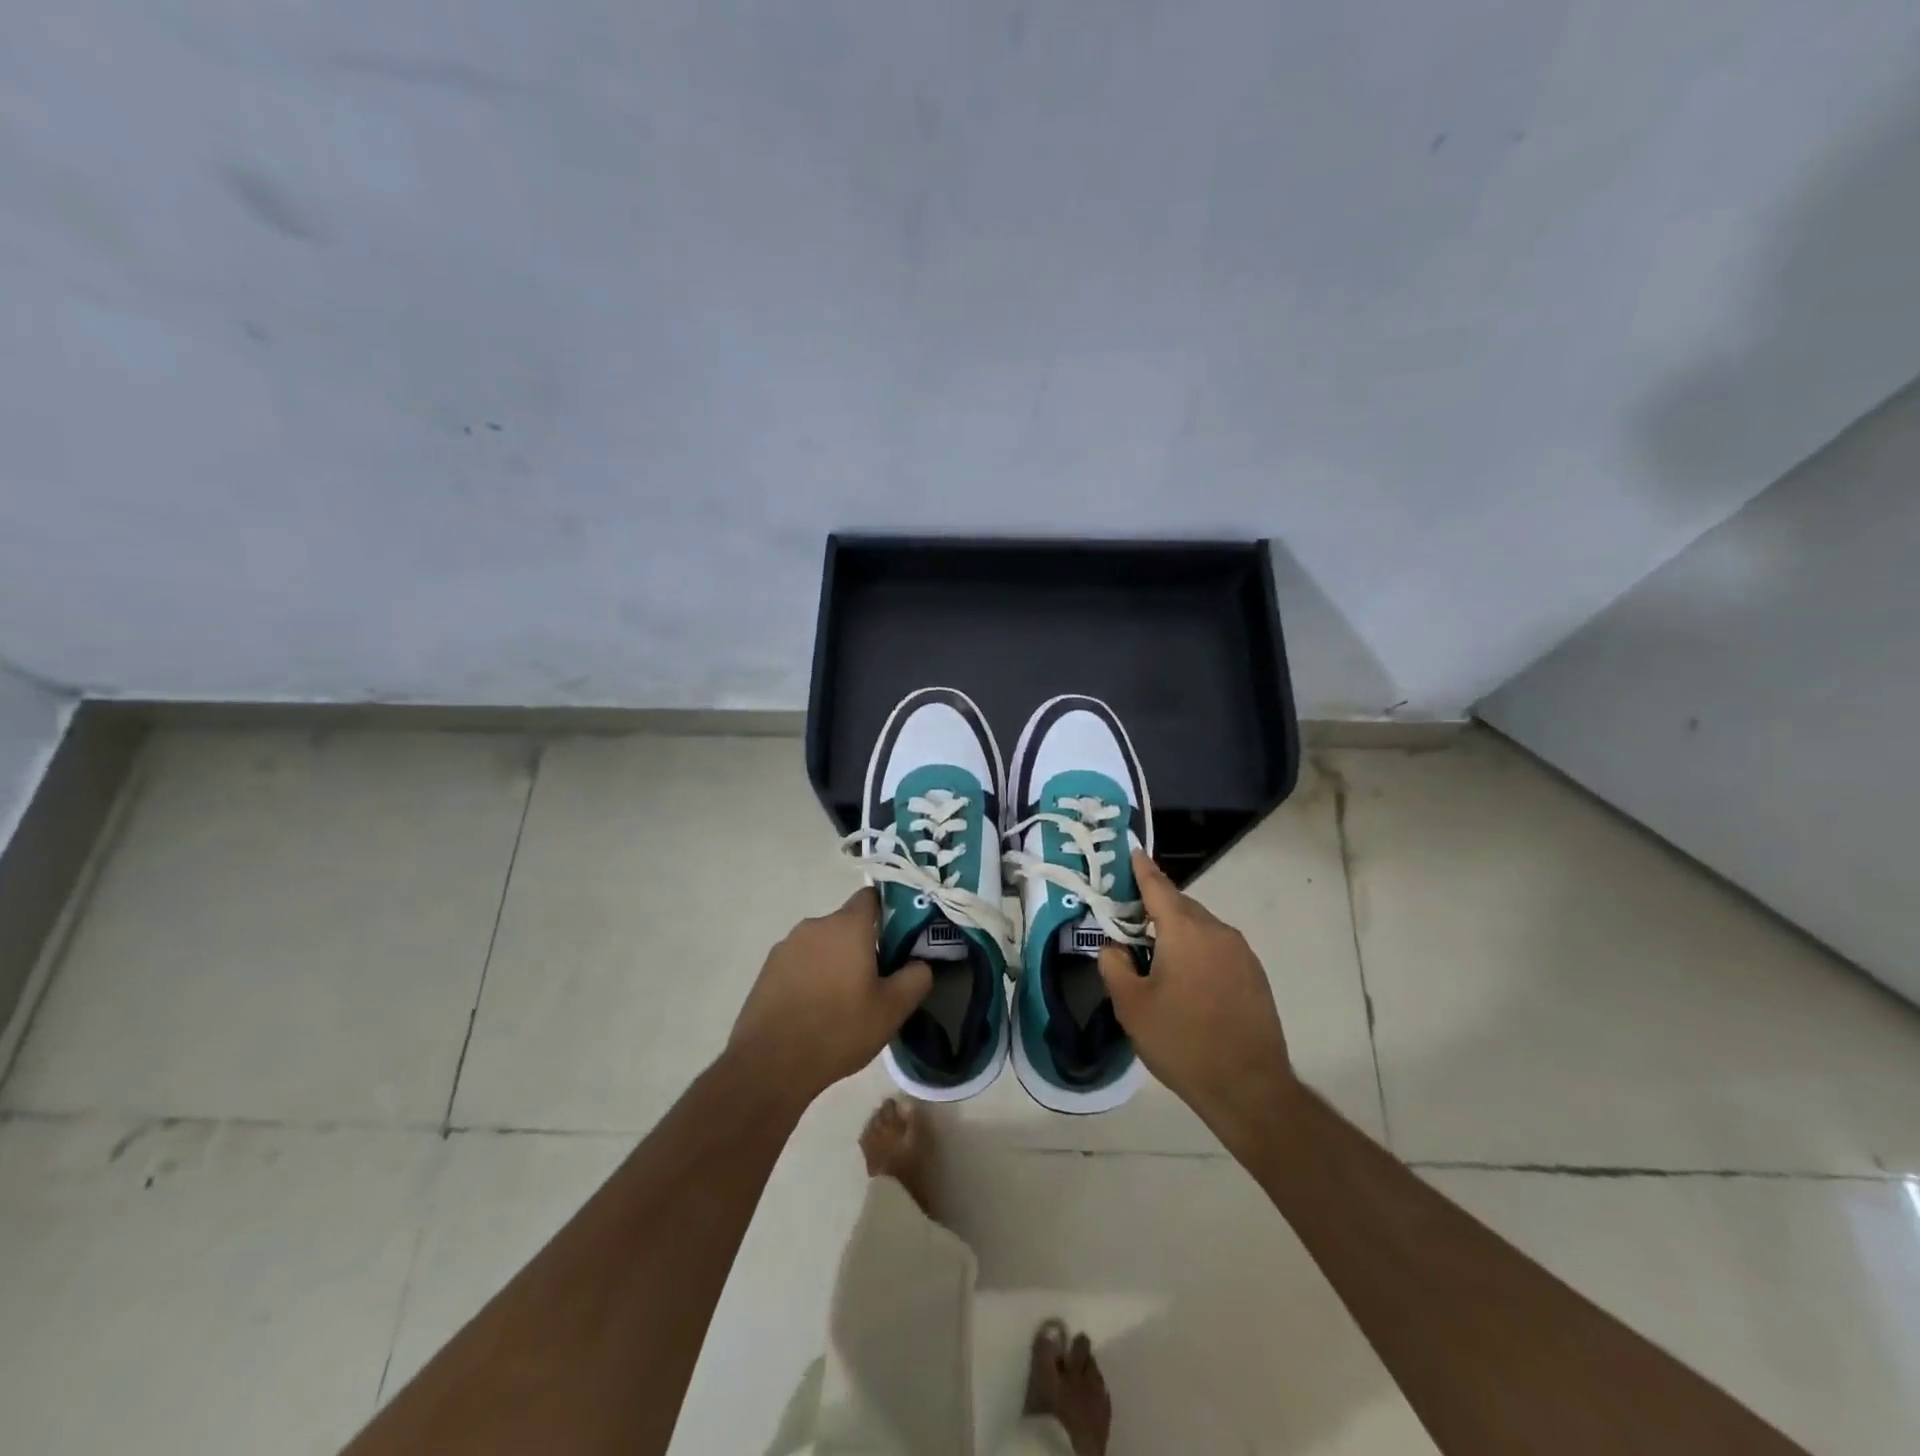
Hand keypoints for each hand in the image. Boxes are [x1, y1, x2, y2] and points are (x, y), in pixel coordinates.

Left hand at [729, 888, 932, 1106]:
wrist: (769, 1064)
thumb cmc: (838, 1029)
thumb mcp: (892, 1010)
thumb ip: (916, 978)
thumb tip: (920, 963)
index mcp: (847, 925)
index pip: (872, 897)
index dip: (889, 913)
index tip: (899, 940)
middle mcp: (815, 925)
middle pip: (847, 924)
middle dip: (863, 945)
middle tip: (875, 981)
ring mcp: (786, 946)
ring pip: (823, 944)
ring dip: (835, 962)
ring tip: (843, 1001)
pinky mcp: (767, 969)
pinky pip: (800, 963)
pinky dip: (811, 977)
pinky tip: (815, 1010)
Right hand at [1098, 850, 1296, 1136]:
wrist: (1249, 1087)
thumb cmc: (1182, 1042)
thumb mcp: (1131, 1005)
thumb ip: (1114, 965)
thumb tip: (1114, 946)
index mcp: (1185, 930)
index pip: (1158, 886)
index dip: (1141, 868)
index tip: (1131, 850)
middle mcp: (1216, 931)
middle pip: (1180, 906)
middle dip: (1154, 907)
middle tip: (1128, 919)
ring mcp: (1241, 953)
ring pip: (1200, 928)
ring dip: (1177, 932)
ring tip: (1154, 955)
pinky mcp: (1254, 974)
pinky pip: (1217, 948)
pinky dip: (1197, 951)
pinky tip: (1186, 980)